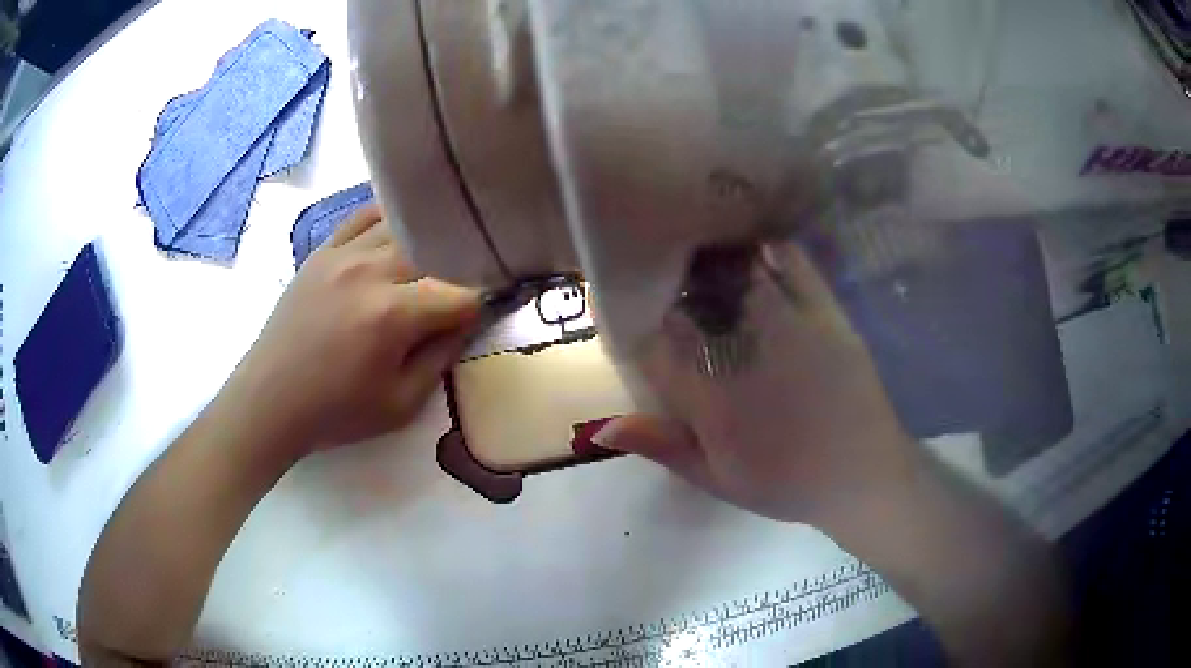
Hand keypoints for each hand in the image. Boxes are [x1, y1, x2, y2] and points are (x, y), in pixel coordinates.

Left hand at [229, 204, 479, 457]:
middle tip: (468, 279)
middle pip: (436, 249)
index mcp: (393, 315)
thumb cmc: (336, 412)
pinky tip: (400, 225)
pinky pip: (363, 215)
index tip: (490, 309)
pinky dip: (388, 216)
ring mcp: (343, 254)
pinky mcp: (323, 251)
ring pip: (403, 225)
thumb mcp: (401, 404)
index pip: (460, 294)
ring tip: (440, 252)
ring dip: (428, 239)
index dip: (483, 302)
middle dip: (460, 265)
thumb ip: (441, 358)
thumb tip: (466, 321)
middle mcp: (371, 271)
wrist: (270, 400)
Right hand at [597, 242, 920, 530]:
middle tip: (662, 272)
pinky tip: (756, 246)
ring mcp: (789, 326)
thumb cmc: (787, 484)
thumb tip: (599, 425)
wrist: (863, 476)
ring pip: (738, 273)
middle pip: (692, 298)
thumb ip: (661, 446)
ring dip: (713, 260)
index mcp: (711, 396)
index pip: (654, 343)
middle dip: (671, 281)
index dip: (633, 320)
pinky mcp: (826, 314)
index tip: (626, 308)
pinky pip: (793, 265)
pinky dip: (769, 250)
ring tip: (700, 250)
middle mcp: (744, 351)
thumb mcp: (717, 478)